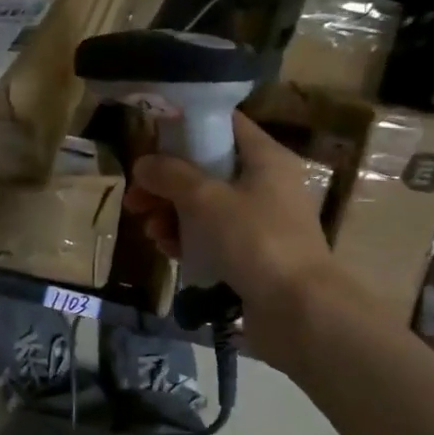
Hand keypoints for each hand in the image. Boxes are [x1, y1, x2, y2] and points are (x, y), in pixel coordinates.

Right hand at [125, 112, 357, 362]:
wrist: (298, 309)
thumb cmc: (255, 240)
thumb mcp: (206, 199)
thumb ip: (170, 176)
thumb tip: (143, 164)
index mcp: (266, 158)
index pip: (223, 125)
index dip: (185, 129)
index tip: (151, 143)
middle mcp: (266, 184)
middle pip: (207, 170)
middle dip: (167, 183)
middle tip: (135, 199)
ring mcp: (260, 221)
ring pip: (205, 206)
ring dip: (172, 215)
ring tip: (150, 231)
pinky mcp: (253, 253)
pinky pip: (213, 236)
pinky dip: (188, 239)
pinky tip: (167, 250)